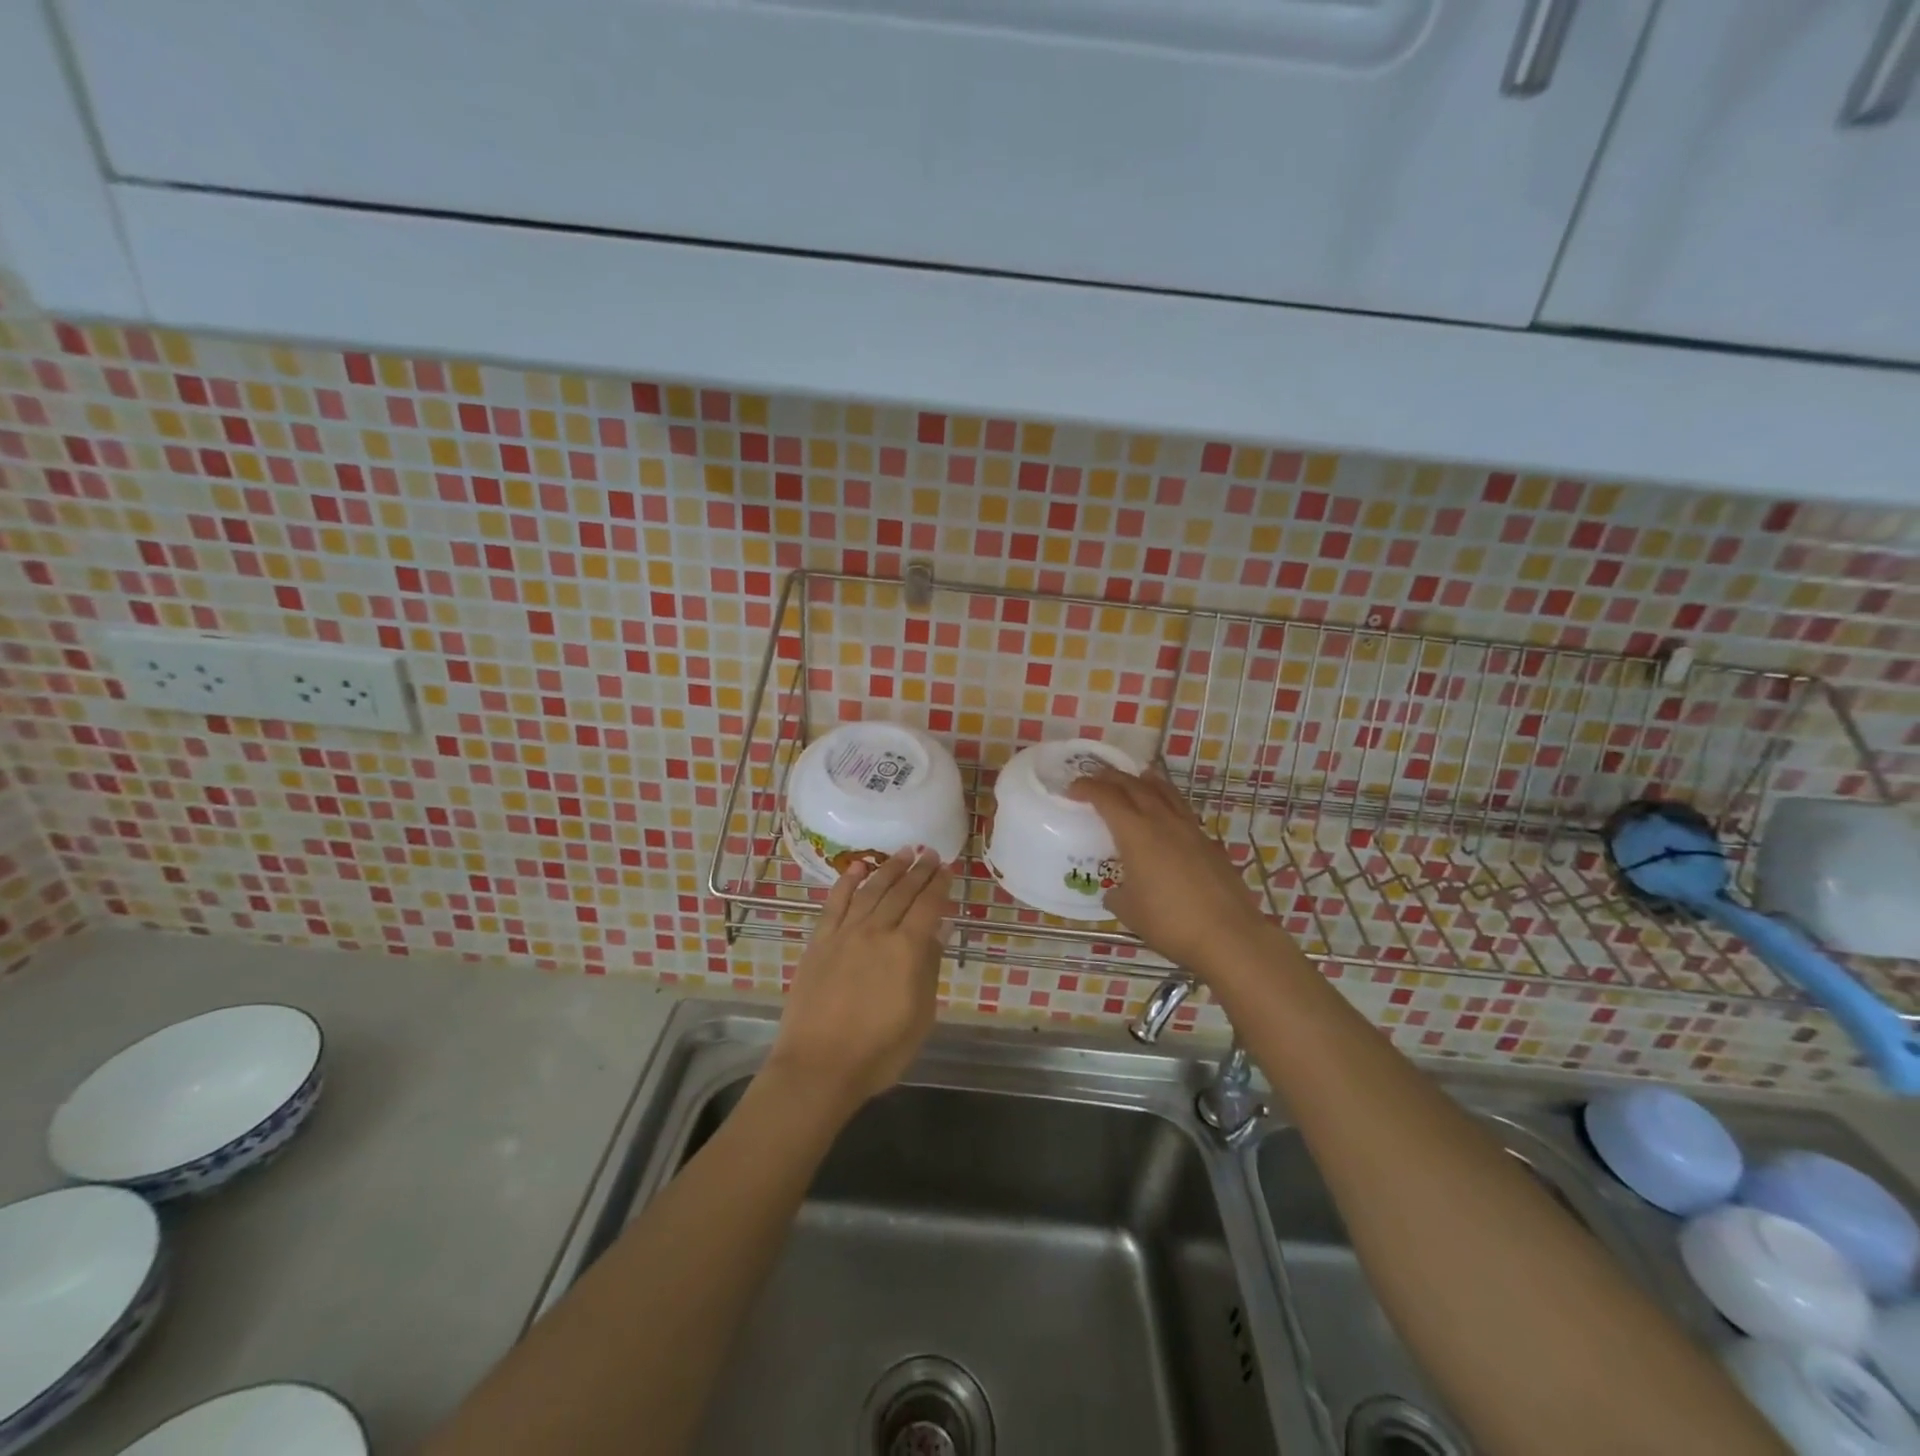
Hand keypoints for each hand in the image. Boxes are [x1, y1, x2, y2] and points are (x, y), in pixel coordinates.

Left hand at [764, 847, 953, 1117]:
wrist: (818, 1067)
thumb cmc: (879, 1051)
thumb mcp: (920, 1015)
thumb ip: (929, 966)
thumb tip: (940, 929)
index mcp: (906, 949)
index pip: (928, 905)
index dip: (939, 884)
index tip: (947, 868)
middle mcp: (876, 931)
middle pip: (901, 892)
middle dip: (918, 870)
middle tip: (929, 852)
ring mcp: (845, 934)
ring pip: (871, 890)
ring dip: (889, 868)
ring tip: (904, 852)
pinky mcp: (820, 942)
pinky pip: (835, 903)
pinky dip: (848, 882)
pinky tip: (858, 868)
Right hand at [1067, 766, 1276, 974]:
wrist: (1228, 935)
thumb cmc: (1170, 922)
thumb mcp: (1129, 911)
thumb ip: (1117, 894)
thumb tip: (1116, 891)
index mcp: (1135, 833)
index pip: (1106, 797)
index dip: (1086, 788)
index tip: (1072, 789)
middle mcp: (1162, 821)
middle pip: (1134, 785)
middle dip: (1111, 778)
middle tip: (1096, 778)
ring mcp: (1189, 829)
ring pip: (1164, 791)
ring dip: (1144, 781)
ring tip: (1135, 778)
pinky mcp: (1208, 842)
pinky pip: (1182, 810)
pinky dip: (1167, 802)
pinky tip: (1165, 816)